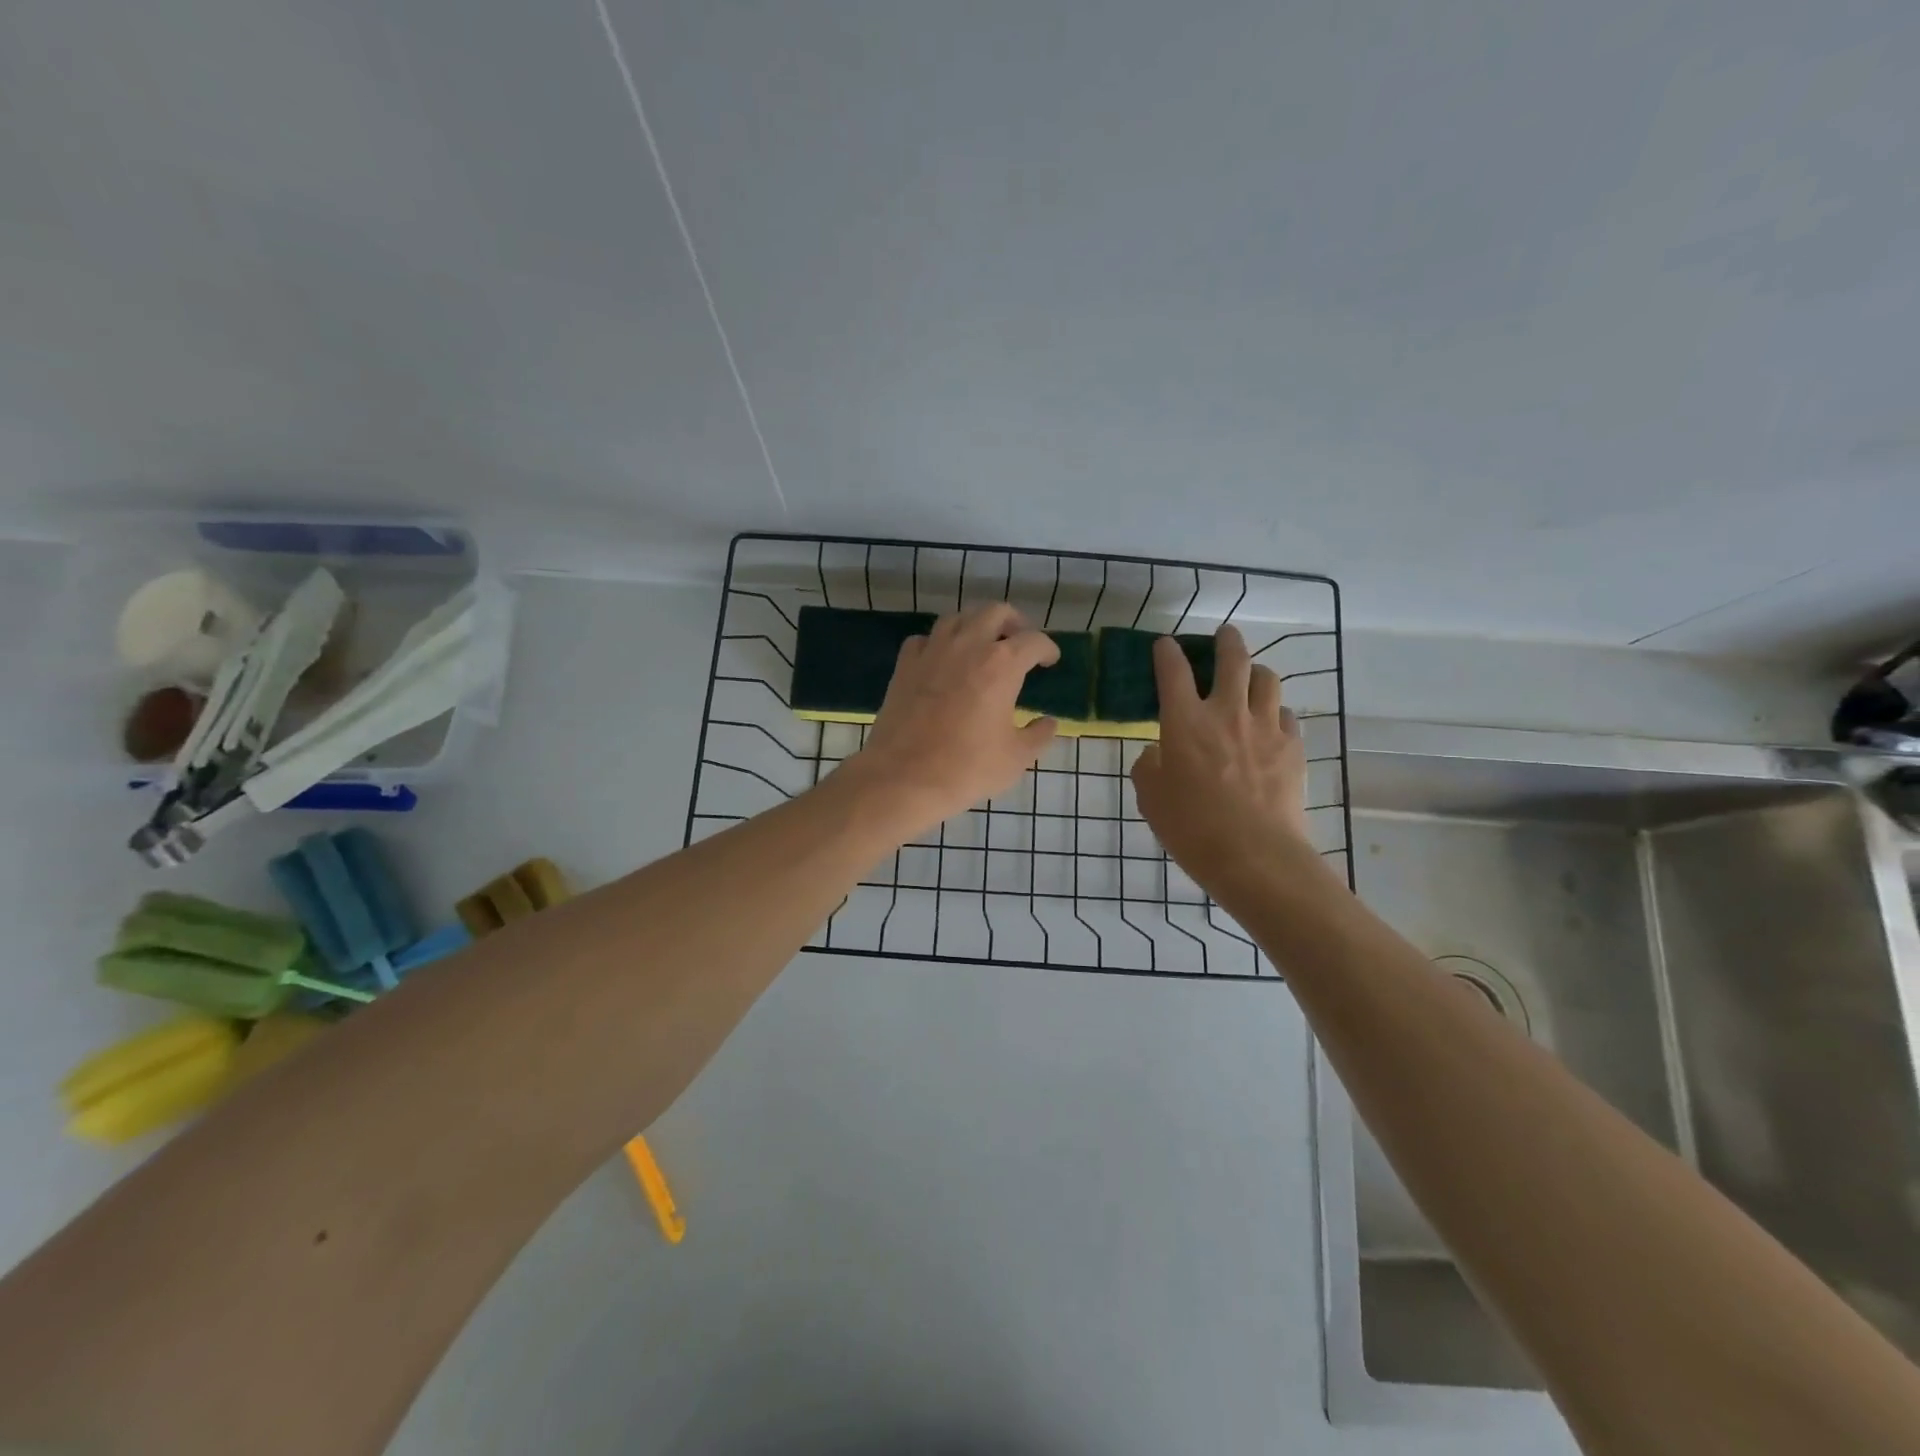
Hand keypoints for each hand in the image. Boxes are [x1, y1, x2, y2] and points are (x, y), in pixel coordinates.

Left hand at [844, 603, 1059, 837]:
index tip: (1050, 661)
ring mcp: (932, 651)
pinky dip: (938, 643)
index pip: (1034, 641)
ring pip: (958, 618)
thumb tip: (1049, 723)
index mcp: (1002, 664)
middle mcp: (968, 645)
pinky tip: (942, 660)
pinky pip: (924, 639)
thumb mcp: (1016, 758)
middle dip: (1014, 622)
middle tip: (1019, 641)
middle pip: (995, 612)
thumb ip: (1039, 735)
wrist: (904, 777)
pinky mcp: (904, 665)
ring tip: (982, 644)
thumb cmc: (967, 768)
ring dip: (975, 625)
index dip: (1048, 649)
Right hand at [1130, 625, 1310, 890]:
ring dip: (1256, 671)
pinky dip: (1275, 711)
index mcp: (1185, 721)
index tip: (1165, 645)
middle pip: (1232, 659)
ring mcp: (1265, 727)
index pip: (1174, 670)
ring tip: (1252, 676)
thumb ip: (1149, 767)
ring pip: (1267, 680)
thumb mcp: (1151, 799)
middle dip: (1226, 641)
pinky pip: (1286, 715)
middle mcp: (1227, 712)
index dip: (1167, 652)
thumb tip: (1157, 753)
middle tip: (1224, 635)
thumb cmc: (1192, 828)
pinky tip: (1270, 723)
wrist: (1254, 855)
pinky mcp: (1293, 748)